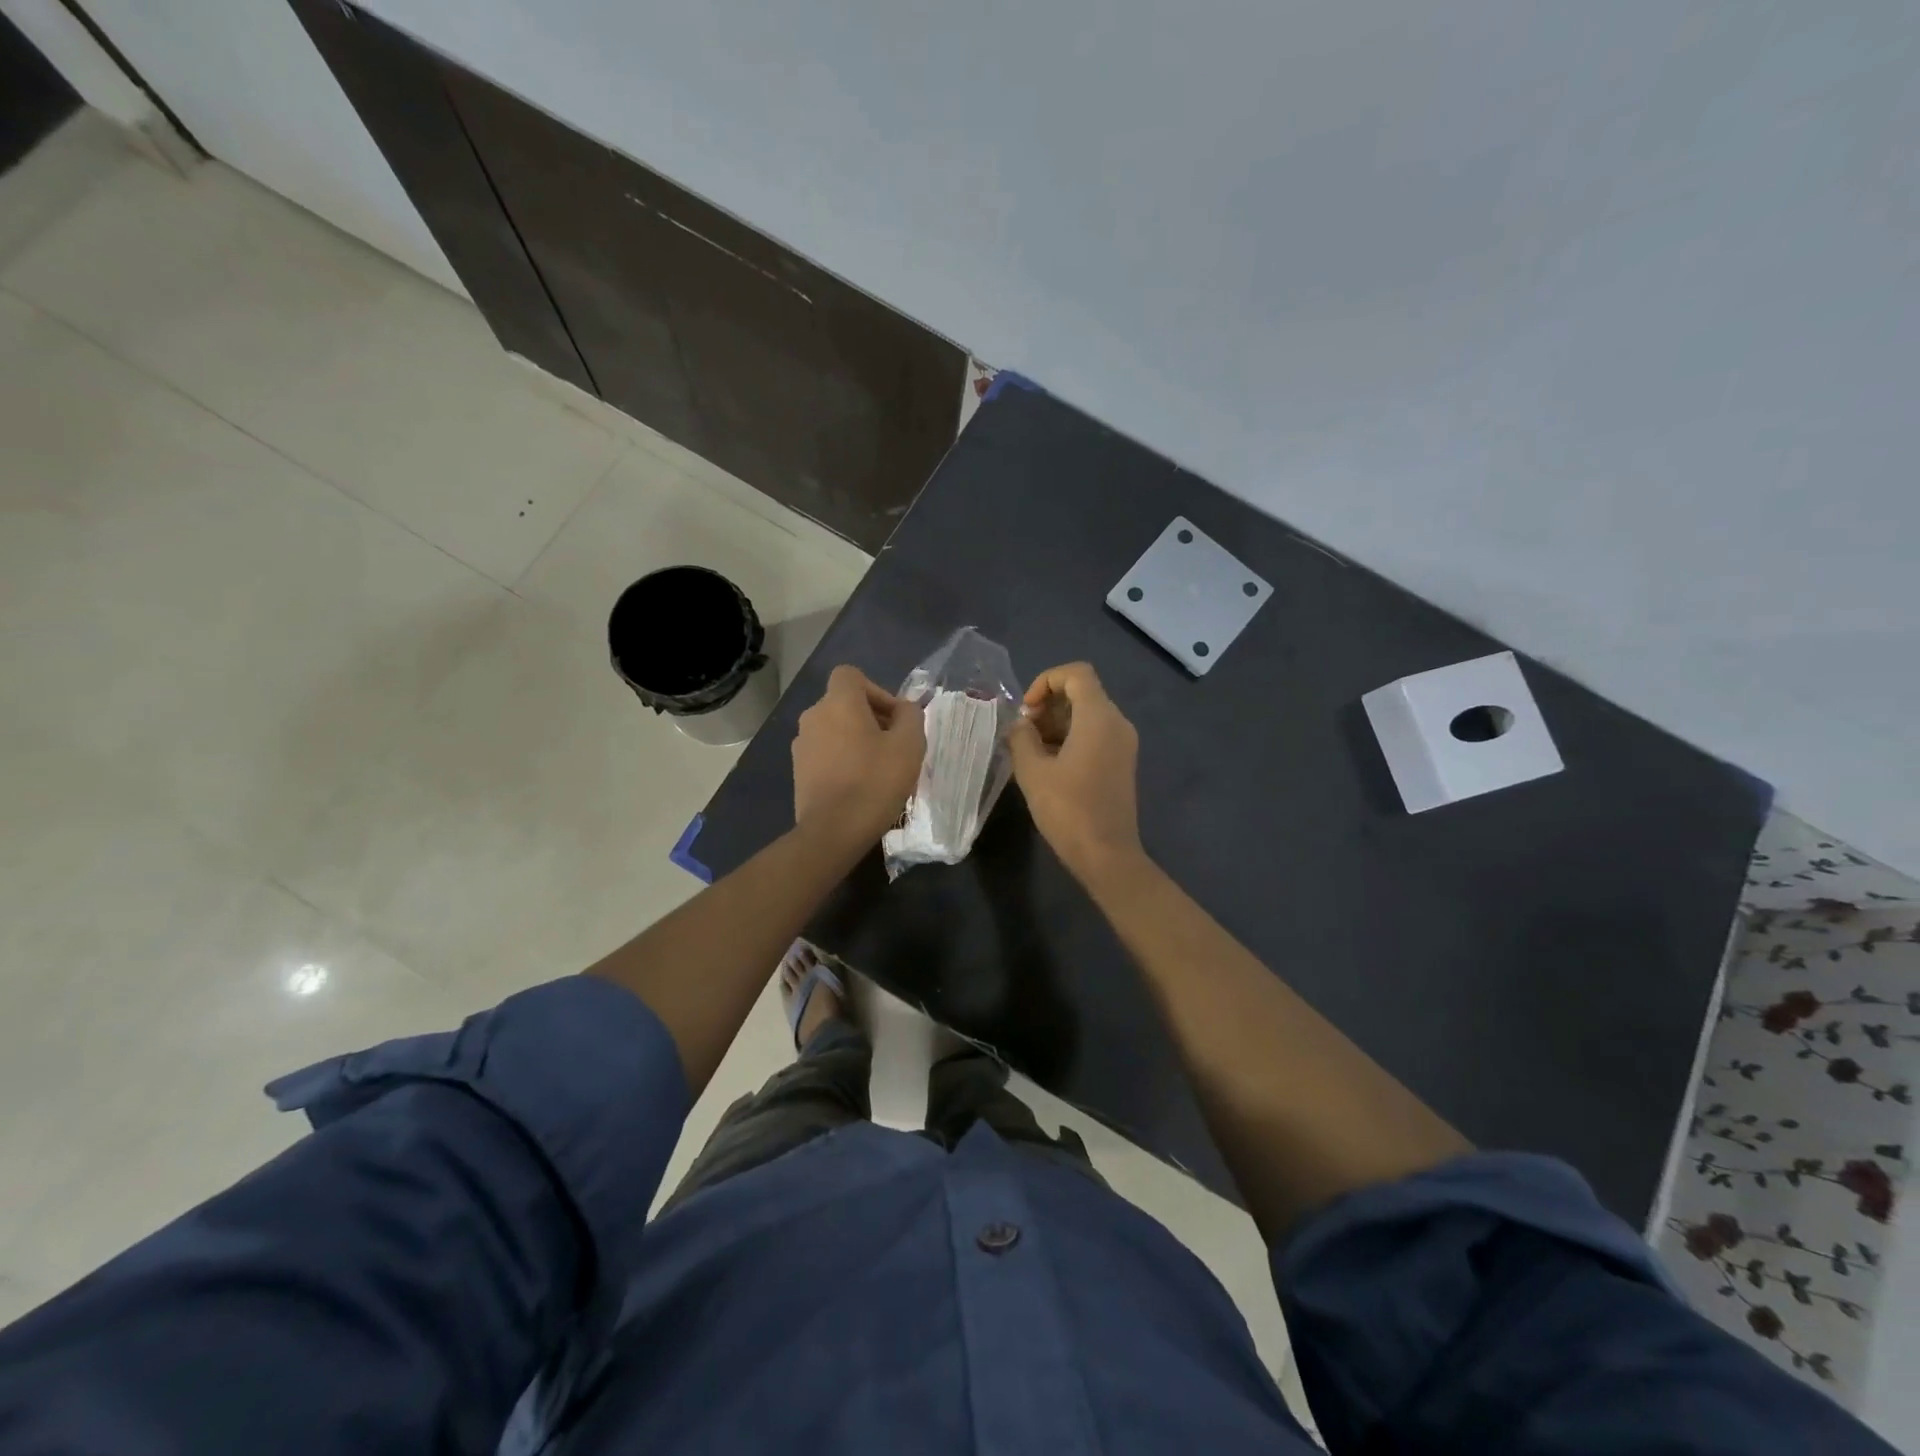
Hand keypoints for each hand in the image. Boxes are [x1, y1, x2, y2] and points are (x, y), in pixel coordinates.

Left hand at [792, 665, 925, 849]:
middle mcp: (813, 716)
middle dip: (871, 718)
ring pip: (835, 730)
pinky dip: (842, 760)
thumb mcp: (909, 745)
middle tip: (894, 746)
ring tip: (879, 769)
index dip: (876, 690)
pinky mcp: (798, 771)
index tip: (894, 718)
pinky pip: (826, 753)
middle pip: (844, 704)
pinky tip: (860, 786)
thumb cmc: (874, 781)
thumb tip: (904, 709)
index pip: (851, 675)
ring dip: (857, 741)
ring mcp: (801, 745)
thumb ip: (911, 716)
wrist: (833, 831)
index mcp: (838, 702)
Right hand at [1007, 661, 1142, 880]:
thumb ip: (1021, 738)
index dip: (1046, 681)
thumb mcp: (1033, 771)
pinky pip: (1095, 736)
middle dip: (1048, 705)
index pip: (1076, 674)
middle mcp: (1117, 723)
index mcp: (1099, 717)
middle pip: (1082, 693)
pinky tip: (1048, 766)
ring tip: (1030, 752)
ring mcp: (1123, 744)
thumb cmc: (1068, 810)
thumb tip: (1020, 725)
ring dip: (1056, 724)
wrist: (1107, 855)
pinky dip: (1071, 739)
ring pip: (1087, 715)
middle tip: (1023, 734)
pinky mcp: (1121, 763)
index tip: (1027, 711)